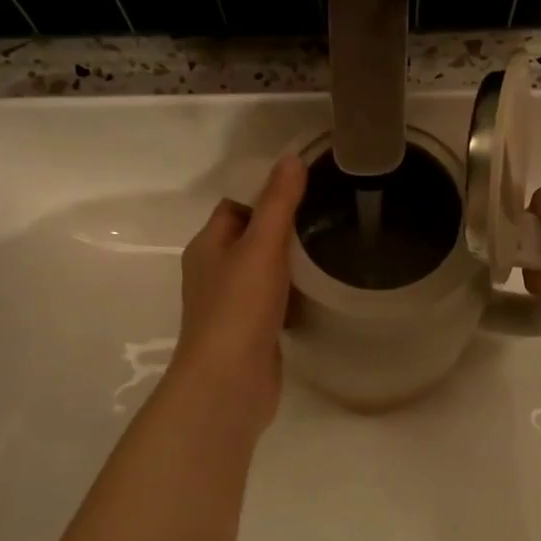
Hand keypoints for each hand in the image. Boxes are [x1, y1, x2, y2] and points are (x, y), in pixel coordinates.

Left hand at [171, 154, 306, 436]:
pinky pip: (275, 298)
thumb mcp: (261, 247)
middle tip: (328, 209)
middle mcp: (215, 271)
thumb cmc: (239, 308)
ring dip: (291, 259)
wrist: (230, 383)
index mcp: (208, 245)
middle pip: (251, 235)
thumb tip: (290, 157)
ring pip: (264, 269)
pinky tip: (322, 286)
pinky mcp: (252, 330)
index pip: (236, 204)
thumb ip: (277, 203)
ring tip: (333, 241)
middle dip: (284, 223)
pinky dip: (295, 290)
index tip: (306, 181)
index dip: (266, 189)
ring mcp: (232, 303)